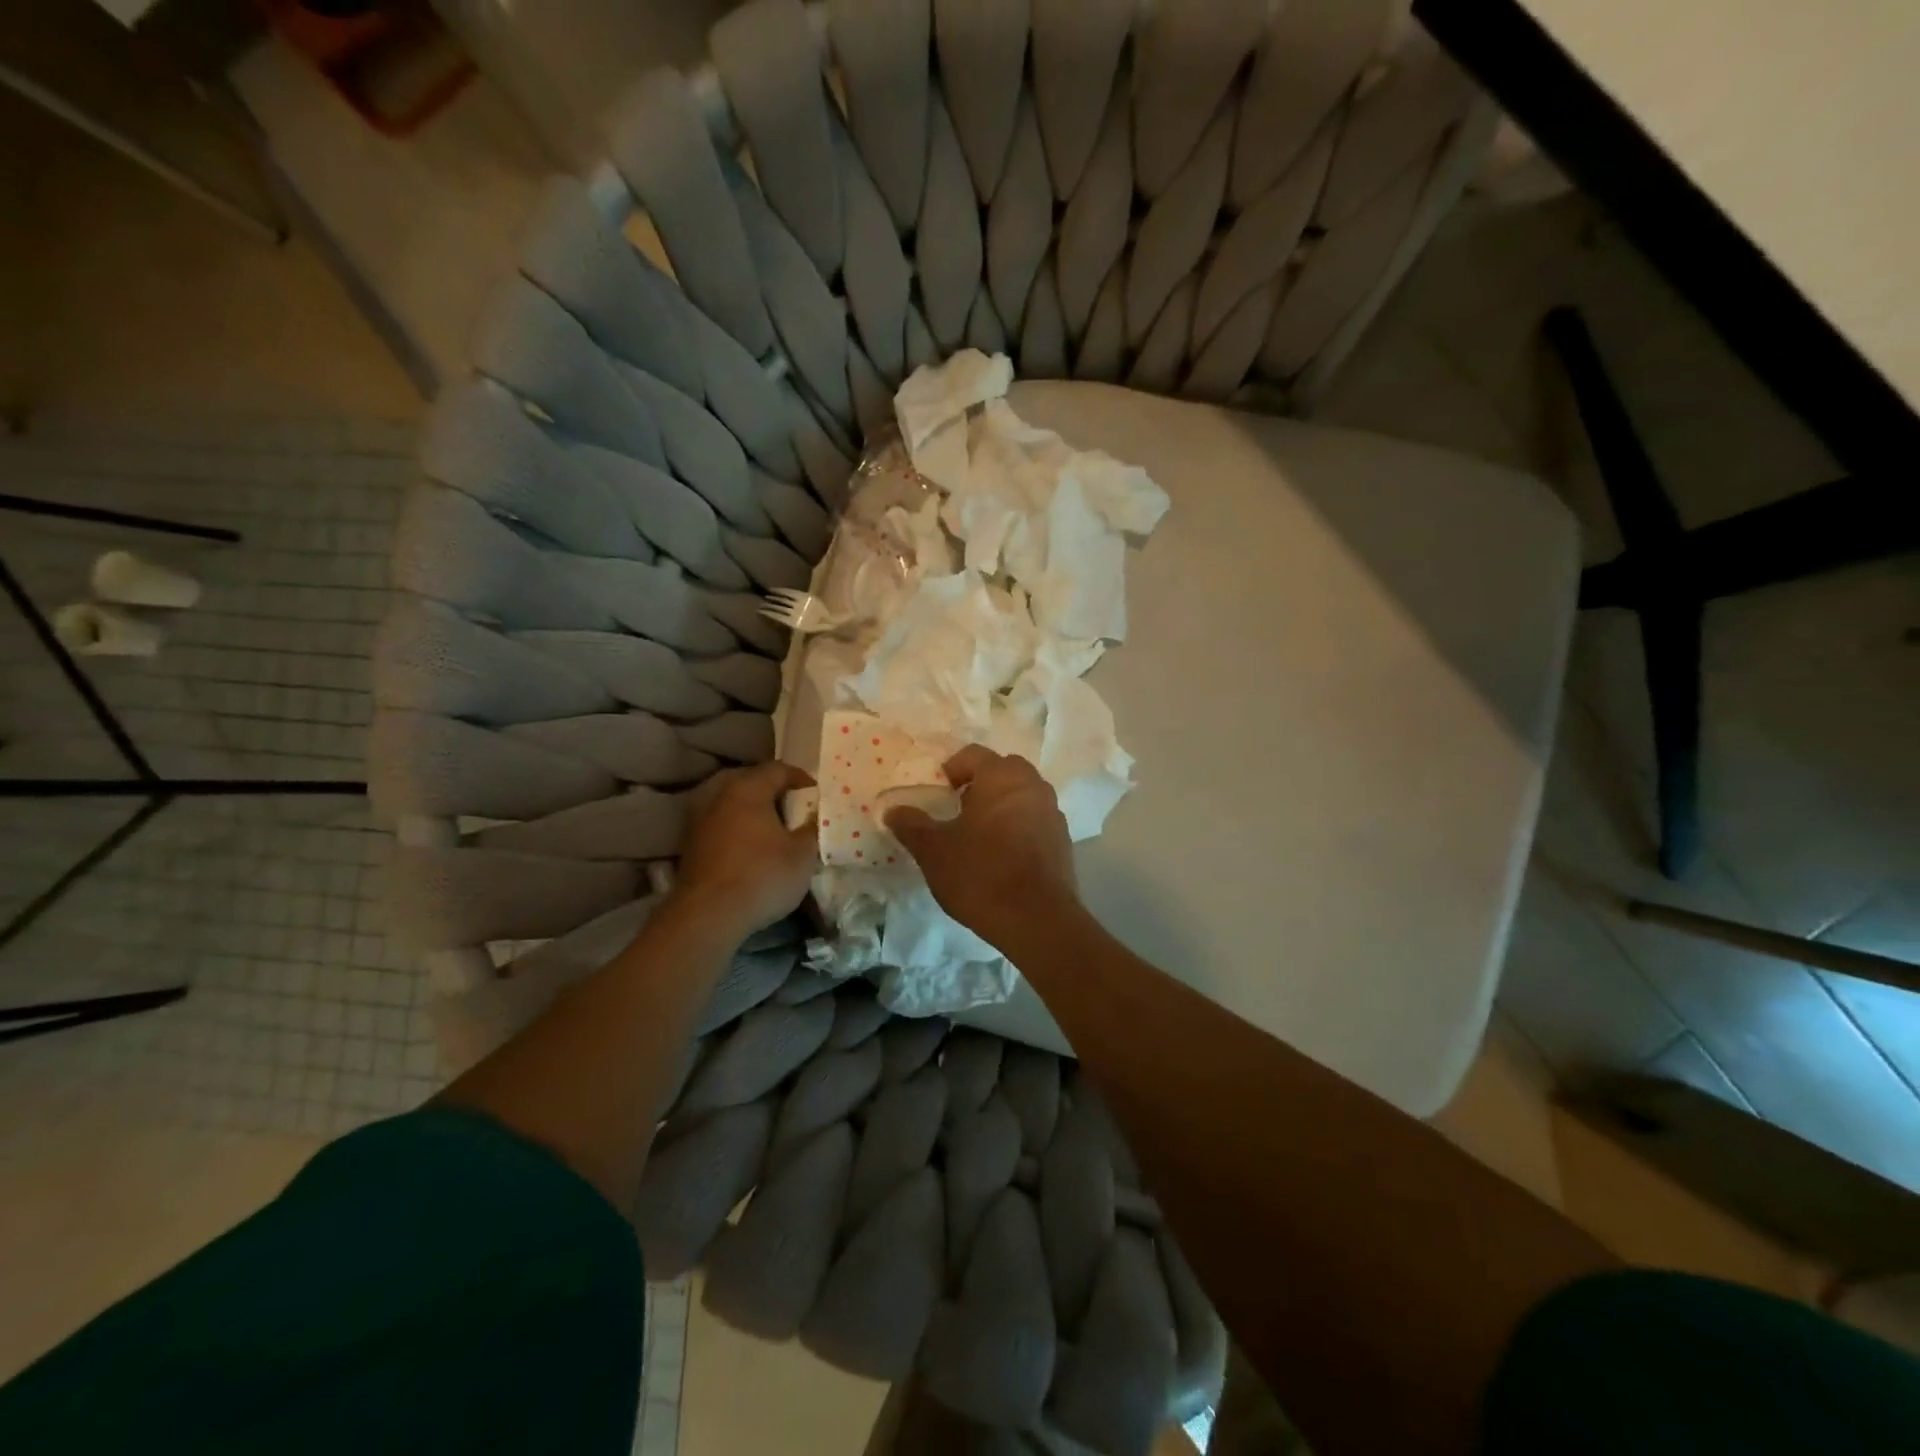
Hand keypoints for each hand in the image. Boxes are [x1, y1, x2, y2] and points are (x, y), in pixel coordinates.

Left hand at [670, 762, 817, 940]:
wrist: (708, 916)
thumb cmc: (762, 876)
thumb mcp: (803, 854)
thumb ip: (812, 829)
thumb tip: (813, 818)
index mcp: (748, 788)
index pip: (778, 769)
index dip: (801, 778)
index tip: (816, 796)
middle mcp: (718, 794)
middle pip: (750, 779)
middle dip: (773, 790)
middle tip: (793, 808)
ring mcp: (698, 817)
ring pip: (730, 800)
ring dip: (751, 808)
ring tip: (770, 826)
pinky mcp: (689, 841)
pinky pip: (718, 821)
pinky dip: (734, 825)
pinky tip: (747, 844)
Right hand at [886, 746, 1079, 948]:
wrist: (1037, 920)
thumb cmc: (981, 874)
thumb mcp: (934, 850)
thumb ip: (912, 825)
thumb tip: (893, 810)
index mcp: (1002, 777)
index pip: (973, 754)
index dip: (952, 769)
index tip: (939, 792)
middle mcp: (1032, 785)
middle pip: (1003, 770)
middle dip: (980, 784)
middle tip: (958, 810)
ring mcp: (1052, 813)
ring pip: (1022, 795)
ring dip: (1000, 805)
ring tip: (978, 835)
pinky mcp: (1062, 840)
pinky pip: (1034, 820)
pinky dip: (1018, 826)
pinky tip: (1002, 856)